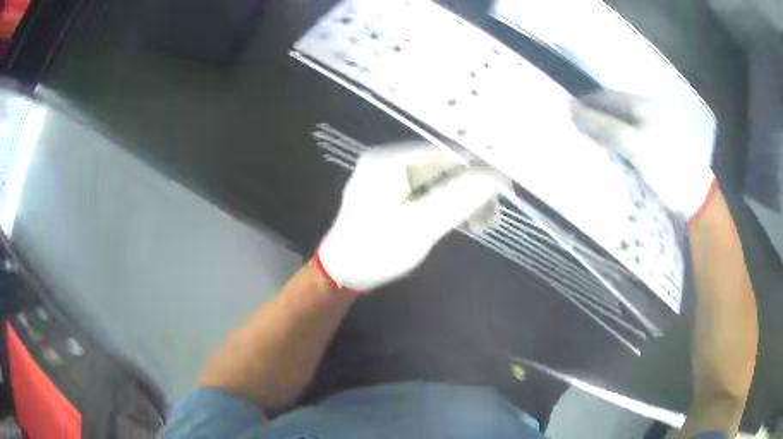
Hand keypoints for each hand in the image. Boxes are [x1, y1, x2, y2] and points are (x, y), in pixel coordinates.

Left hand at [315, 144, 502, 290]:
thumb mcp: (420, 226)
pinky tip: (457, 219)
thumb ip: (458, 200)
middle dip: (468, 187)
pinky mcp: (386, 193)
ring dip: (458, 197)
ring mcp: (384, 176)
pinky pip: (422, 189)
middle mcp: (386, 161)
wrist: (340, 273)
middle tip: (490, 213)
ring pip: (433, 179)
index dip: (476, 168)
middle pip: (439, 165)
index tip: (500, 188)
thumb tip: (493, 178)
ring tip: (479, 222)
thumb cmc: (376, 250)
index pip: (444, 153)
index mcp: (390, 162)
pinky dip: (442, 202)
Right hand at [570, 90, 715, 220]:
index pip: (609, 96)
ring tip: (592, 142)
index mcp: (645, 104)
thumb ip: (604, 126)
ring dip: (607, 130)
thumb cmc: (665, 165)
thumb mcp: (634, 144)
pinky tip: (613, 152)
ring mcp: (655, 128)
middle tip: (578, 130)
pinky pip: (632, 137)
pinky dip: (619, 142)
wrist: (694, 196)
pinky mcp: (658, 146)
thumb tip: (573, 110)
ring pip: (623, 123)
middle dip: (596, 116)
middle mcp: (650, 110)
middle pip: (616, 108)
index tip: (569, 114)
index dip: (588, 103)